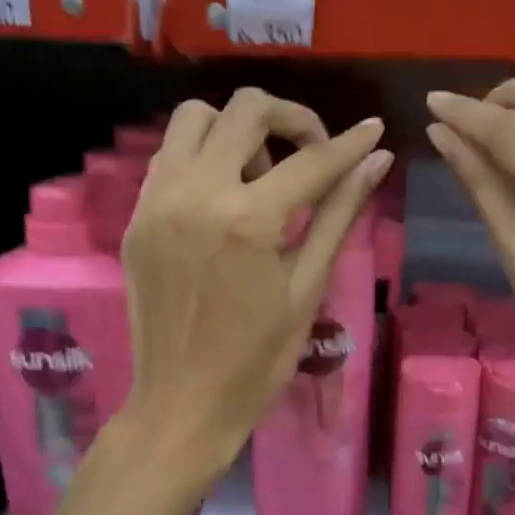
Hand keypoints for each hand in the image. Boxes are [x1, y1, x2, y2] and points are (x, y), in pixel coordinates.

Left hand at [120, 89, 390, 485]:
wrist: (181, 404)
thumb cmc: (257, 358)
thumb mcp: (308, 285)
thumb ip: (340, 212)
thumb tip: (377, 161)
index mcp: (247, 220)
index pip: (311, 160)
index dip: (350, 143)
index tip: (373, 130)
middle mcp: (196, 194)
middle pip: (246, 109)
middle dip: (291, 118)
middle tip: (312, 152)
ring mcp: (158, 201)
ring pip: (196, 117)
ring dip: (237, 129)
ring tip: (260, 175)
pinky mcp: (137, 215)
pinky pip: (171, 155)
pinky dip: (204, 155)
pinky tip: (226, 195)